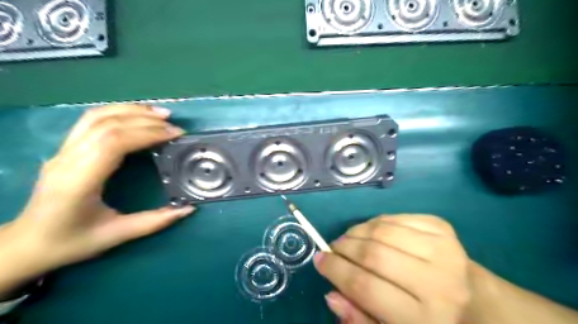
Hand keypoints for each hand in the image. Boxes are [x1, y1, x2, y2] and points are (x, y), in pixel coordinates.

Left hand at [1, 103, 196, 280]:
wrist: (26, 244)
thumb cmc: (70, 242)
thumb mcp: (116, 235)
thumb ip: (155, 221)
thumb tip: (188, 209)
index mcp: (78, 181)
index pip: (114, 142)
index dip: (148, 133)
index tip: (175, 135)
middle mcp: (67, 159)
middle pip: (107, 124)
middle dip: (146, 120)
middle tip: (174, 126)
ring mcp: (63, 151)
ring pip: (97, 117)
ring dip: (132, 111)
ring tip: (160, 114)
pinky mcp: (66, 149)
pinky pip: (91, 121)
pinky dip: (118, 112)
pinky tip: (137, 116)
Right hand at [314, 215, 471, 323]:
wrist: (473, 298)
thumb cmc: (427, 318)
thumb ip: (360, 318)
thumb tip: (331, 293)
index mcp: (425, 318)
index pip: (365, 287)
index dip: (335, 270)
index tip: (319, 260)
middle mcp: (438, 282)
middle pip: (373, 254)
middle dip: (343, 248)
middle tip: (333, 248)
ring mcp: (443, 249)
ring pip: (381, 231)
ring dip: (356, 232)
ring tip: (349, 239)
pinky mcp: (441, 227)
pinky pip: (394, 217)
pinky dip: (374, 222)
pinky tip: (371, 231)